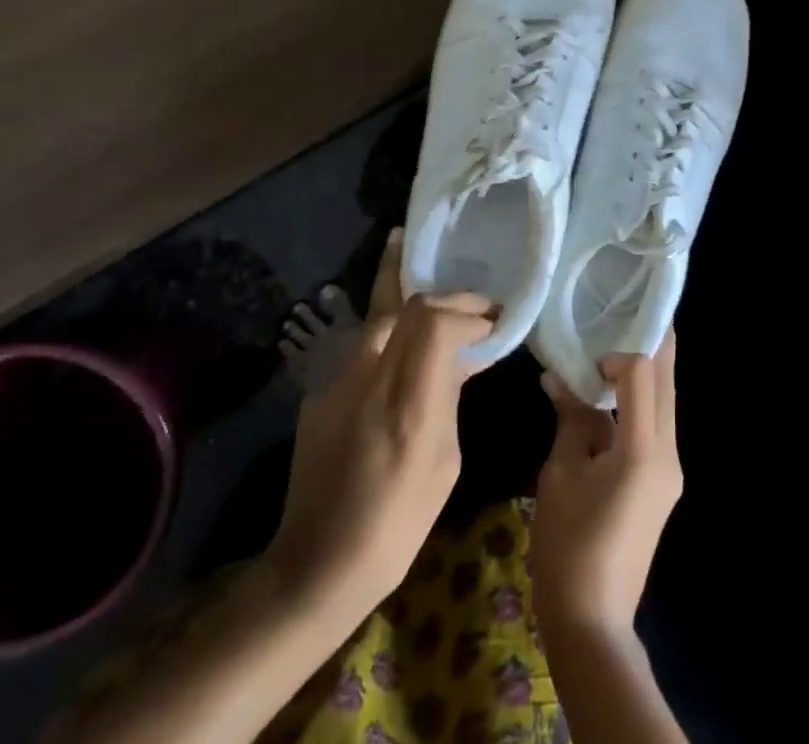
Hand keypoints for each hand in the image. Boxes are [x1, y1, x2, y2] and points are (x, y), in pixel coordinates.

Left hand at [266, 237, 491, 613]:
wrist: (316, 564)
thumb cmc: (397, 524)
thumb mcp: (444, 463)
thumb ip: (451, 397)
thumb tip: (464, 356)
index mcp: (409, 405)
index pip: (437, 324)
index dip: (468, 313)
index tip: (492, 323)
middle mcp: (370, 380)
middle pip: (408, 307)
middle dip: (447, 296)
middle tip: (475, 300)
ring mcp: (339, 382)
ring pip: (376, 313)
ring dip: (399, 283)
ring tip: (402, 242)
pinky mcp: (320, 390)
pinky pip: (361, 341)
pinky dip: (385, 321)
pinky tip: (393, 316)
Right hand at [530, 333, 681, 637]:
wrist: (592, 624)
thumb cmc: (568, 547)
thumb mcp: (560, 474)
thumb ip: (569, 418)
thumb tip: (559, 377)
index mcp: (644, 448)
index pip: (643, 373)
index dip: (618, 352)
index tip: (589, 354)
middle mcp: (669, 452)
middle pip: (666, 381)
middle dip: (649, 345)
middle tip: (622, 315)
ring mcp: (671, 470)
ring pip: (665, 402)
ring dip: (645, 373)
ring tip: (612, 346)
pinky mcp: (663, 483)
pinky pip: (657, 426)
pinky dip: (639, 403)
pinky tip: (611, 395)